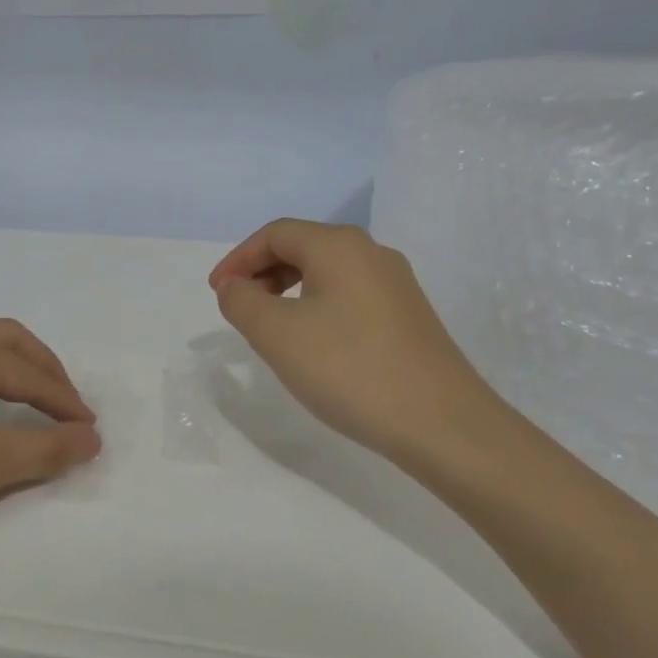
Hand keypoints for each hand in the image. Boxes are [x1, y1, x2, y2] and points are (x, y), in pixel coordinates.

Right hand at [209, 220, 509, 472]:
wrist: (441, 423)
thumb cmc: (349, 369)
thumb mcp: (276, 335)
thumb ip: (242, 302)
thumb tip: (236, 286)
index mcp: (339, 246)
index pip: (275, 234)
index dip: (238, 259)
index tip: (217, 292)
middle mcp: (371, 253)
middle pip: (303, 247)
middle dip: (262, 272)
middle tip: (239, 308)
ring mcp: (396, 285)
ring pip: (327, 272)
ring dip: (289, 291)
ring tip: (271, 329)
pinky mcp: (408, 316)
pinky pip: (349, 296)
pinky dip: (317, 307)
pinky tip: (313, 344)